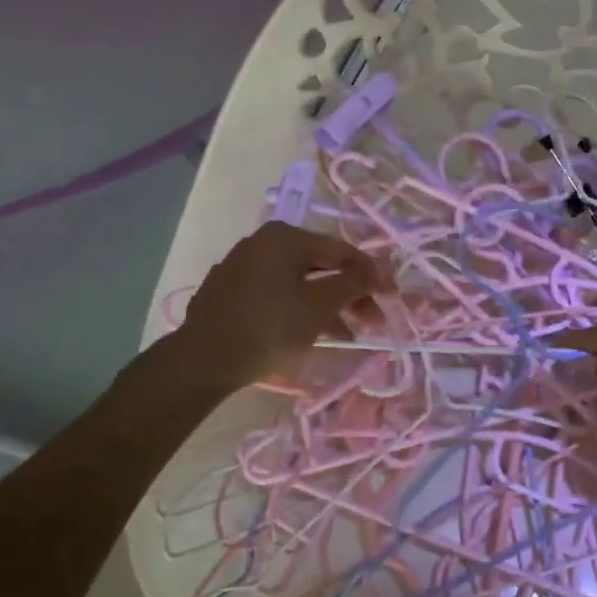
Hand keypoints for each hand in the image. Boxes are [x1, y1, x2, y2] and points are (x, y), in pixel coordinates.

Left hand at [168, 222, 387, 392]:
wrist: (204, 359)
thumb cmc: (271, 327)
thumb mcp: (320, 305)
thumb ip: (355, 282)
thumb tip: (381, 268)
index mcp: (285, 237)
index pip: (342, 250)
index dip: (372, 274)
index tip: (393, 296)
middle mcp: (262, 242)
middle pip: (320, 266)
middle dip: (349, 295)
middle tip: (372, 321)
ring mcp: (241, 266)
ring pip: (298, 283)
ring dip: (327, 306)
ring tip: (347, 335)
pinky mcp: (228, 292)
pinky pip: (275, 294)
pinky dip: (298, 309)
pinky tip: (311, 334)